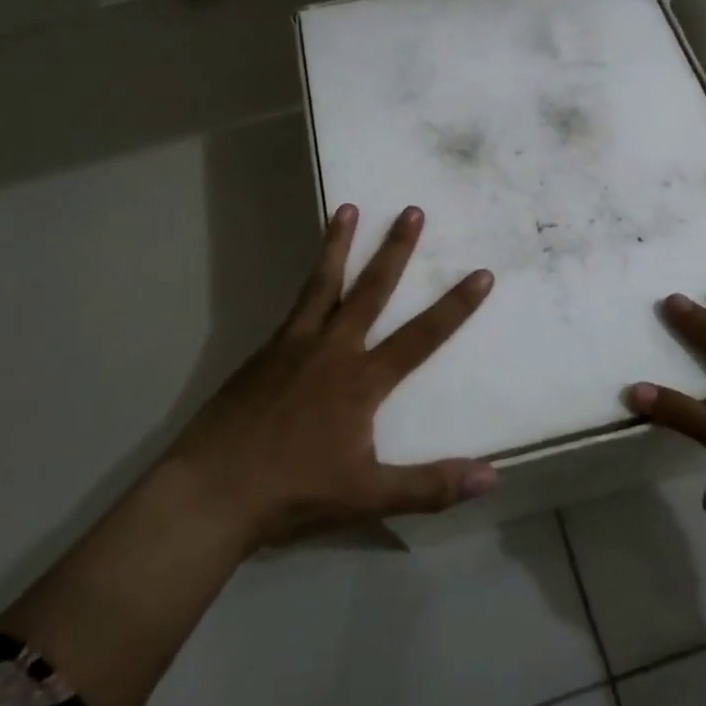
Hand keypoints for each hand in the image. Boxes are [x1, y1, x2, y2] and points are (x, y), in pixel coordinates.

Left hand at [165, 203, 498, 549]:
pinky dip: (308, 282)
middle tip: (412, 211)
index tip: (481, 273)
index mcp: (361, 381)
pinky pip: (294, 306)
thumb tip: (493, 478)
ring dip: (338, 245)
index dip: (455, 307)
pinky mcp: (263, 353)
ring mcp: (293, 346)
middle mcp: (332, 350)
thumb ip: (431, 486)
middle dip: (395, 250)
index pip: (421, 337)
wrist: (212, 491)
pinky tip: (311, 277)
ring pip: (323, 284)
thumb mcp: (369, 496)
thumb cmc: (294, 493)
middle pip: (371, 290)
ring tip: (348, 209)